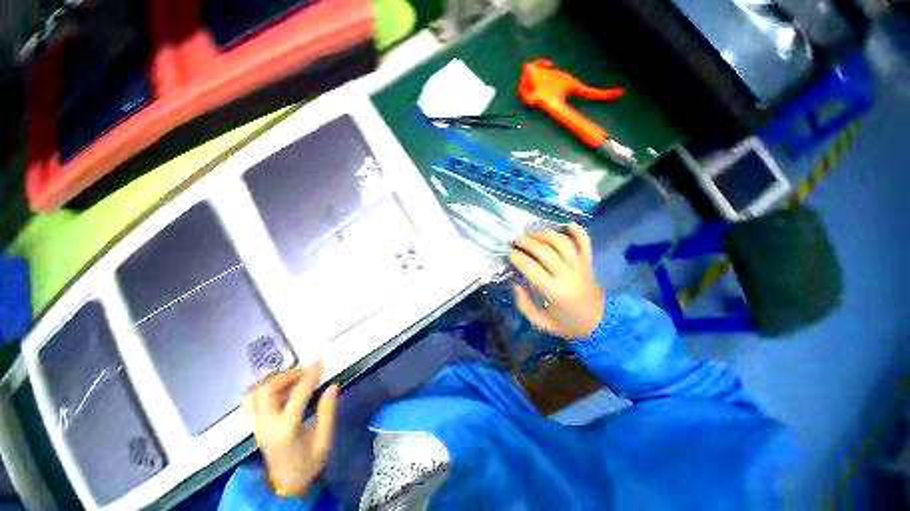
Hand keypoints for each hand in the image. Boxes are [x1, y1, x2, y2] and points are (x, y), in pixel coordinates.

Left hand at [245, 364, 337, 496]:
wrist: (286, 485)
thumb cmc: (308, 463)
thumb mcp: (324, 440)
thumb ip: (328, 412)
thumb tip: (332, 386)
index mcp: (287, 429)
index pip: (298, 395)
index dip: (310, 376)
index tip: (320, 363)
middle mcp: (267, 424)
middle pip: (267, 390)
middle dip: (286, 376)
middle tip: (304, 372)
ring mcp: (258, 425)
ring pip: (256, 393)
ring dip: (275, 381)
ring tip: (294, 379)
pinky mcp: (256, 425)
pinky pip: (253, 401)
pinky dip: (265, 389)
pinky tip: (280, 389)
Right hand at [508, 223, 605, 339]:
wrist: (601, 325)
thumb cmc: (568, 324)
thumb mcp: (541, 322)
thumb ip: (524, 305)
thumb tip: (516, 284)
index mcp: (554, 291)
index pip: (531, 267)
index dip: (517, 257)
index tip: (509, 253)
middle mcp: (567, 275)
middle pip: (545, 251)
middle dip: (527, 242)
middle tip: (517, 241)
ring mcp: (580, 267)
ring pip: (563, 243)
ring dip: (546, 235)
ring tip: (533, 234)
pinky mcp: (589, 264)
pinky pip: (586, 244)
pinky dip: (579, 232)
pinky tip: (569, 224)